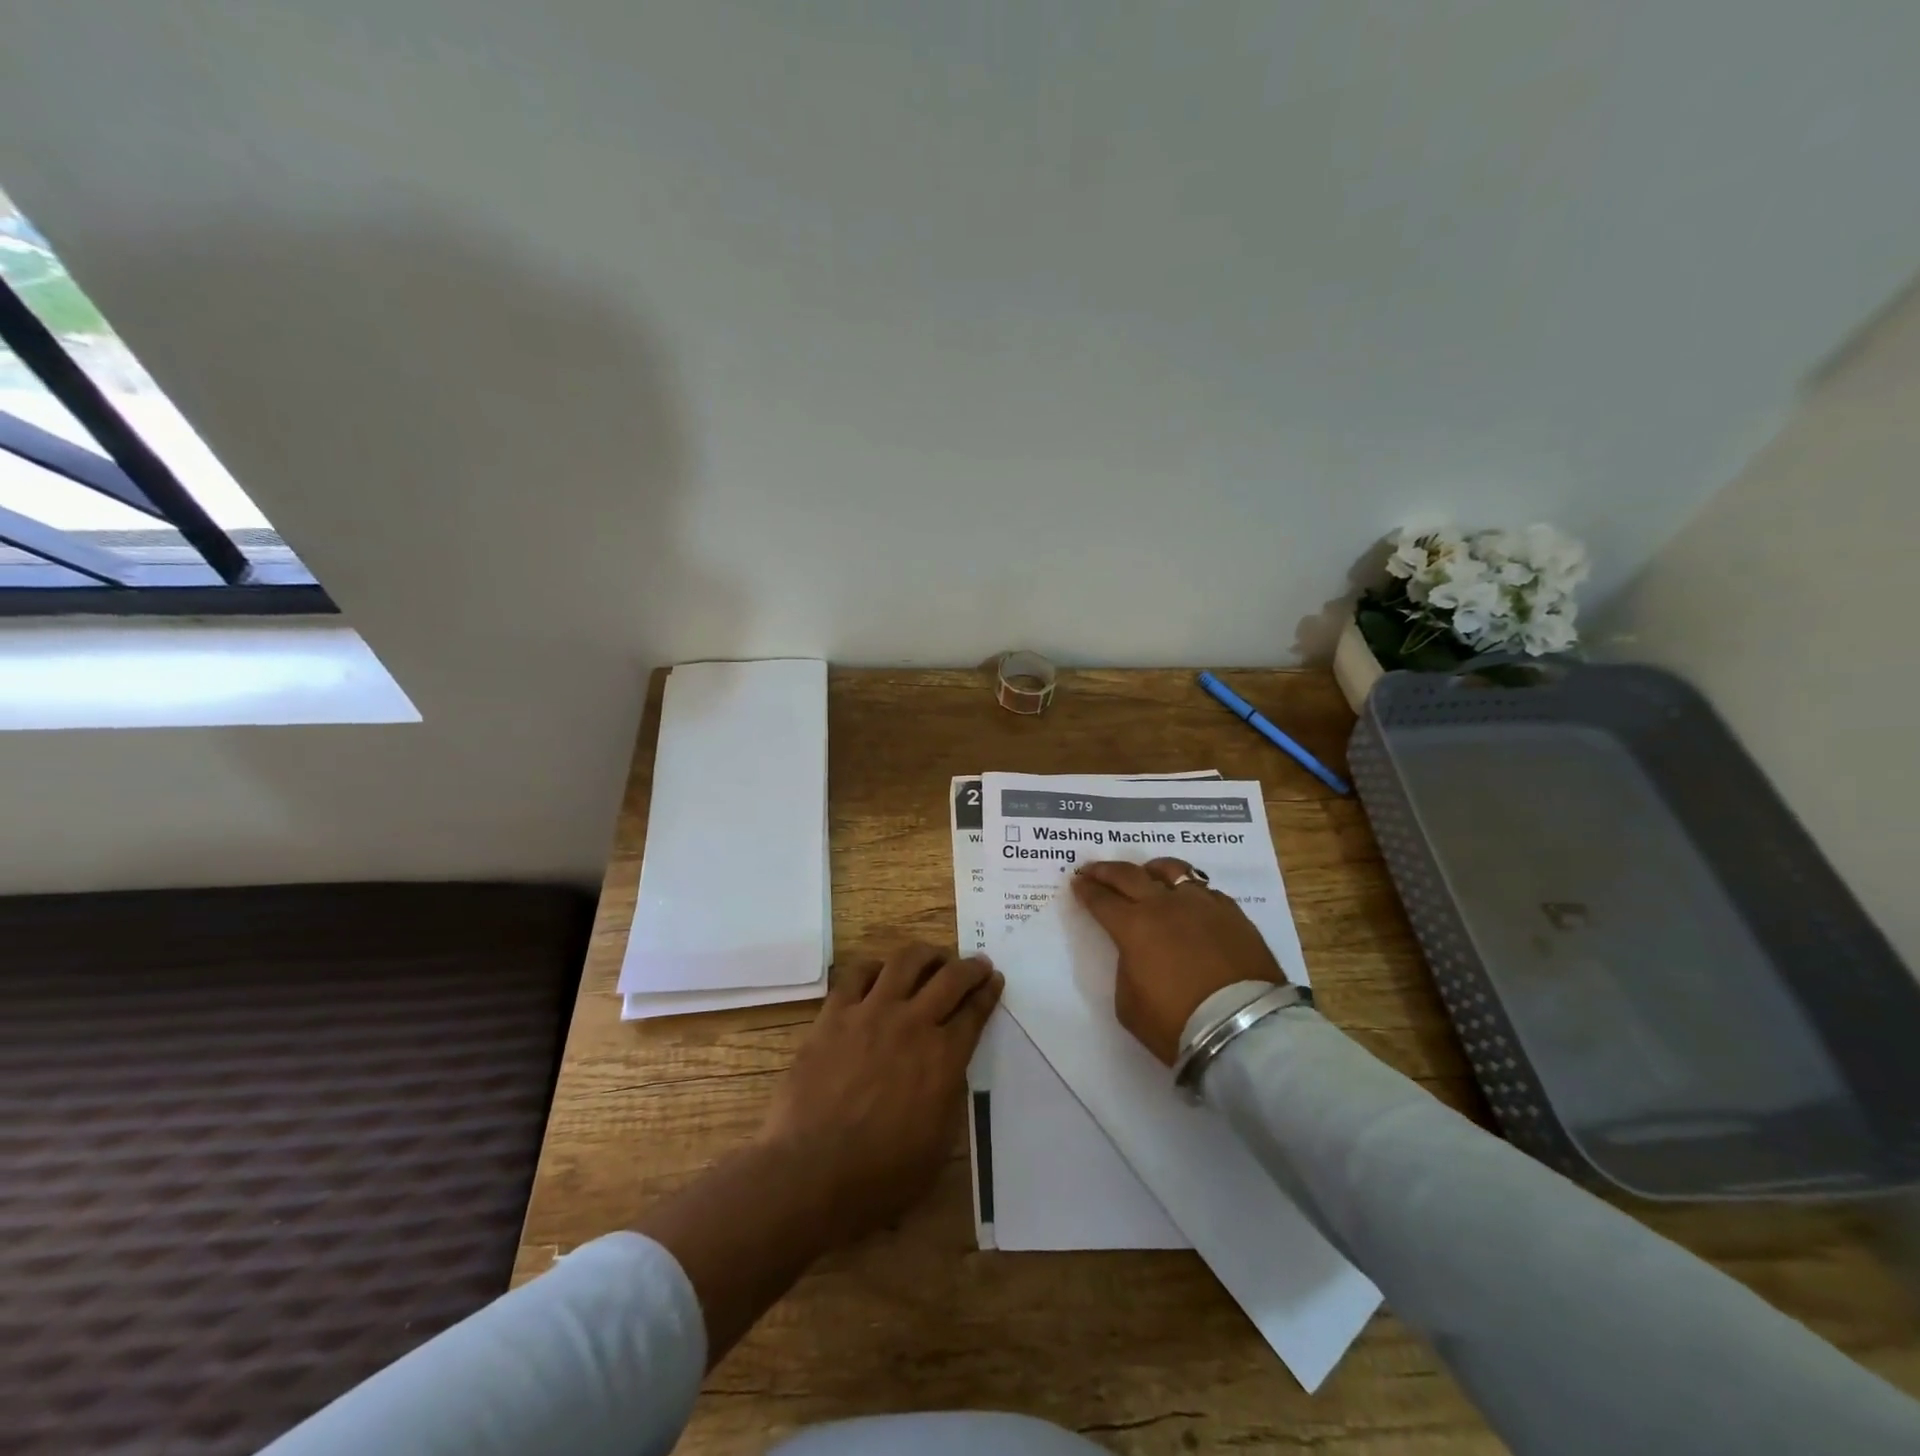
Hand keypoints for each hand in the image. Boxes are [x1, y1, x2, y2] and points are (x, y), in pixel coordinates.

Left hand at [758, 942, 1001, 1243]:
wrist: (810, 1173)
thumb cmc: (880, 1177)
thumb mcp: (937, 1146)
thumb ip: (947, 1098)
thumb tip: (947, 1072)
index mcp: (944, 1059)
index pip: (974, 1013)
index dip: (988, 993)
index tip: (994, 981)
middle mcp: (913, 1024)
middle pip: (949, 978)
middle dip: (969, 967)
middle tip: (977, 964)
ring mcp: (871, 1013)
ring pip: (905, 961)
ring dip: (926, 954)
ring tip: (933, 956)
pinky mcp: (834, 1014)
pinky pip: (856, 974)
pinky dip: (874, 967)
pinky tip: (879, 973)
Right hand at [1071, 858, 1284, 1065]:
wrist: (1244, 1029)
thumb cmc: (1177, 1023)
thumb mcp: (1129, 1005)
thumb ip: (1126, 968)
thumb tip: (1136, 952)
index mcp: (1134, 926)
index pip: (1102, 900)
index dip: (1086, 890)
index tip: (1077, 882)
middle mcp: (1164, 905)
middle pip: (1129, 875)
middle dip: (1106, 871)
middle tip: (1094, 870)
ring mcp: (1201, 904)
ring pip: (1171, 870)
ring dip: (1150, 870)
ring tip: (1145, 874)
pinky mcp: (1232, 912)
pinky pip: (1203, 889)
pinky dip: (1187, 890)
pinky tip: (1187, 900)